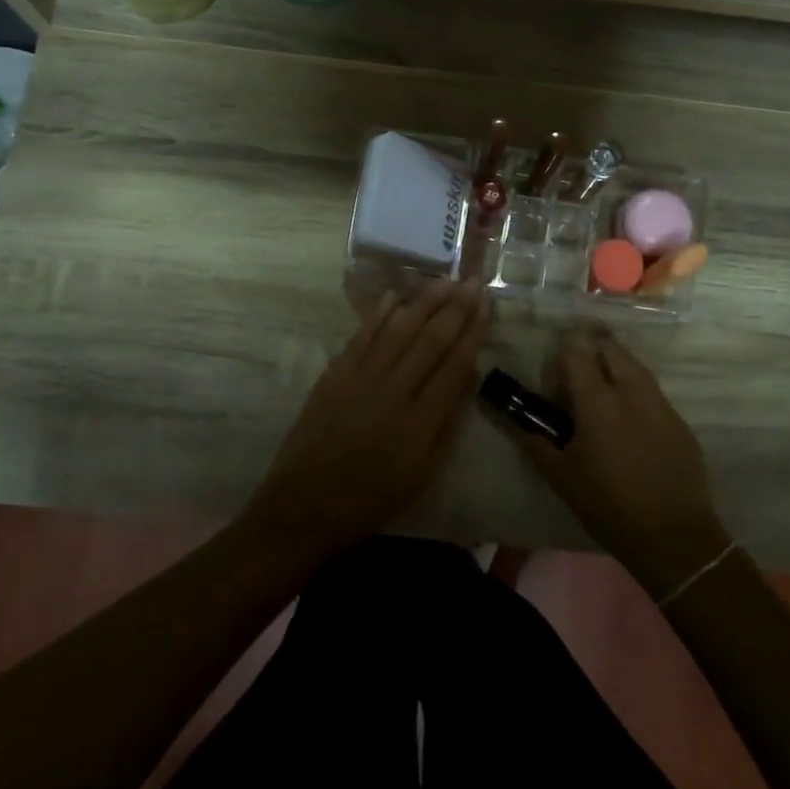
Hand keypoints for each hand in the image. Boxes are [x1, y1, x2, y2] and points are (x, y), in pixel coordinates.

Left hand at [244, 279, 488, 560]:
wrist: (303, 508)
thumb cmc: (369, 500)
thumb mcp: (421, 476)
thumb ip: (444, 426)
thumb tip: (464, 379)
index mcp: (419, 423)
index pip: (453, 366)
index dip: (472, 332)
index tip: (486, 305)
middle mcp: (392, 392)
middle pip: (429, 341)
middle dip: (455, 308)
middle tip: (472, 280)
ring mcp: (359, 380)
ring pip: (397, 331)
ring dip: (423, 302)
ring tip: (443, 280)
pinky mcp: (334, 376)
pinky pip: (361, 337)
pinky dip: (379, 315)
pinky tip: (395, 296)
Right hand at [513, 326, 729, 597]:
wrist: (673, 537)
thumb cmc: (608, 506)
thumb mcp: (562, 478)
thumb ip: (537, 445)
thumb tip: (521, 426)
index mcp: (598, 401)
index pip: (576, 353)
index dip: (561, 356)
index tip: (554, 377)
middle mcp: (631, 391)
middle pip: (611, 348)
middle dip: (591, 348)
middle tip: (578, 373)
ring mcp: (661, 404)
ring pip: (635, 366)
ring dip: (616, 367)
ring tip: (603, 392)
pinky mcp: (680, 421)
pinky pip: (653, 392)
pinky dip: (636, 392)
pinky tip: (629, 420)